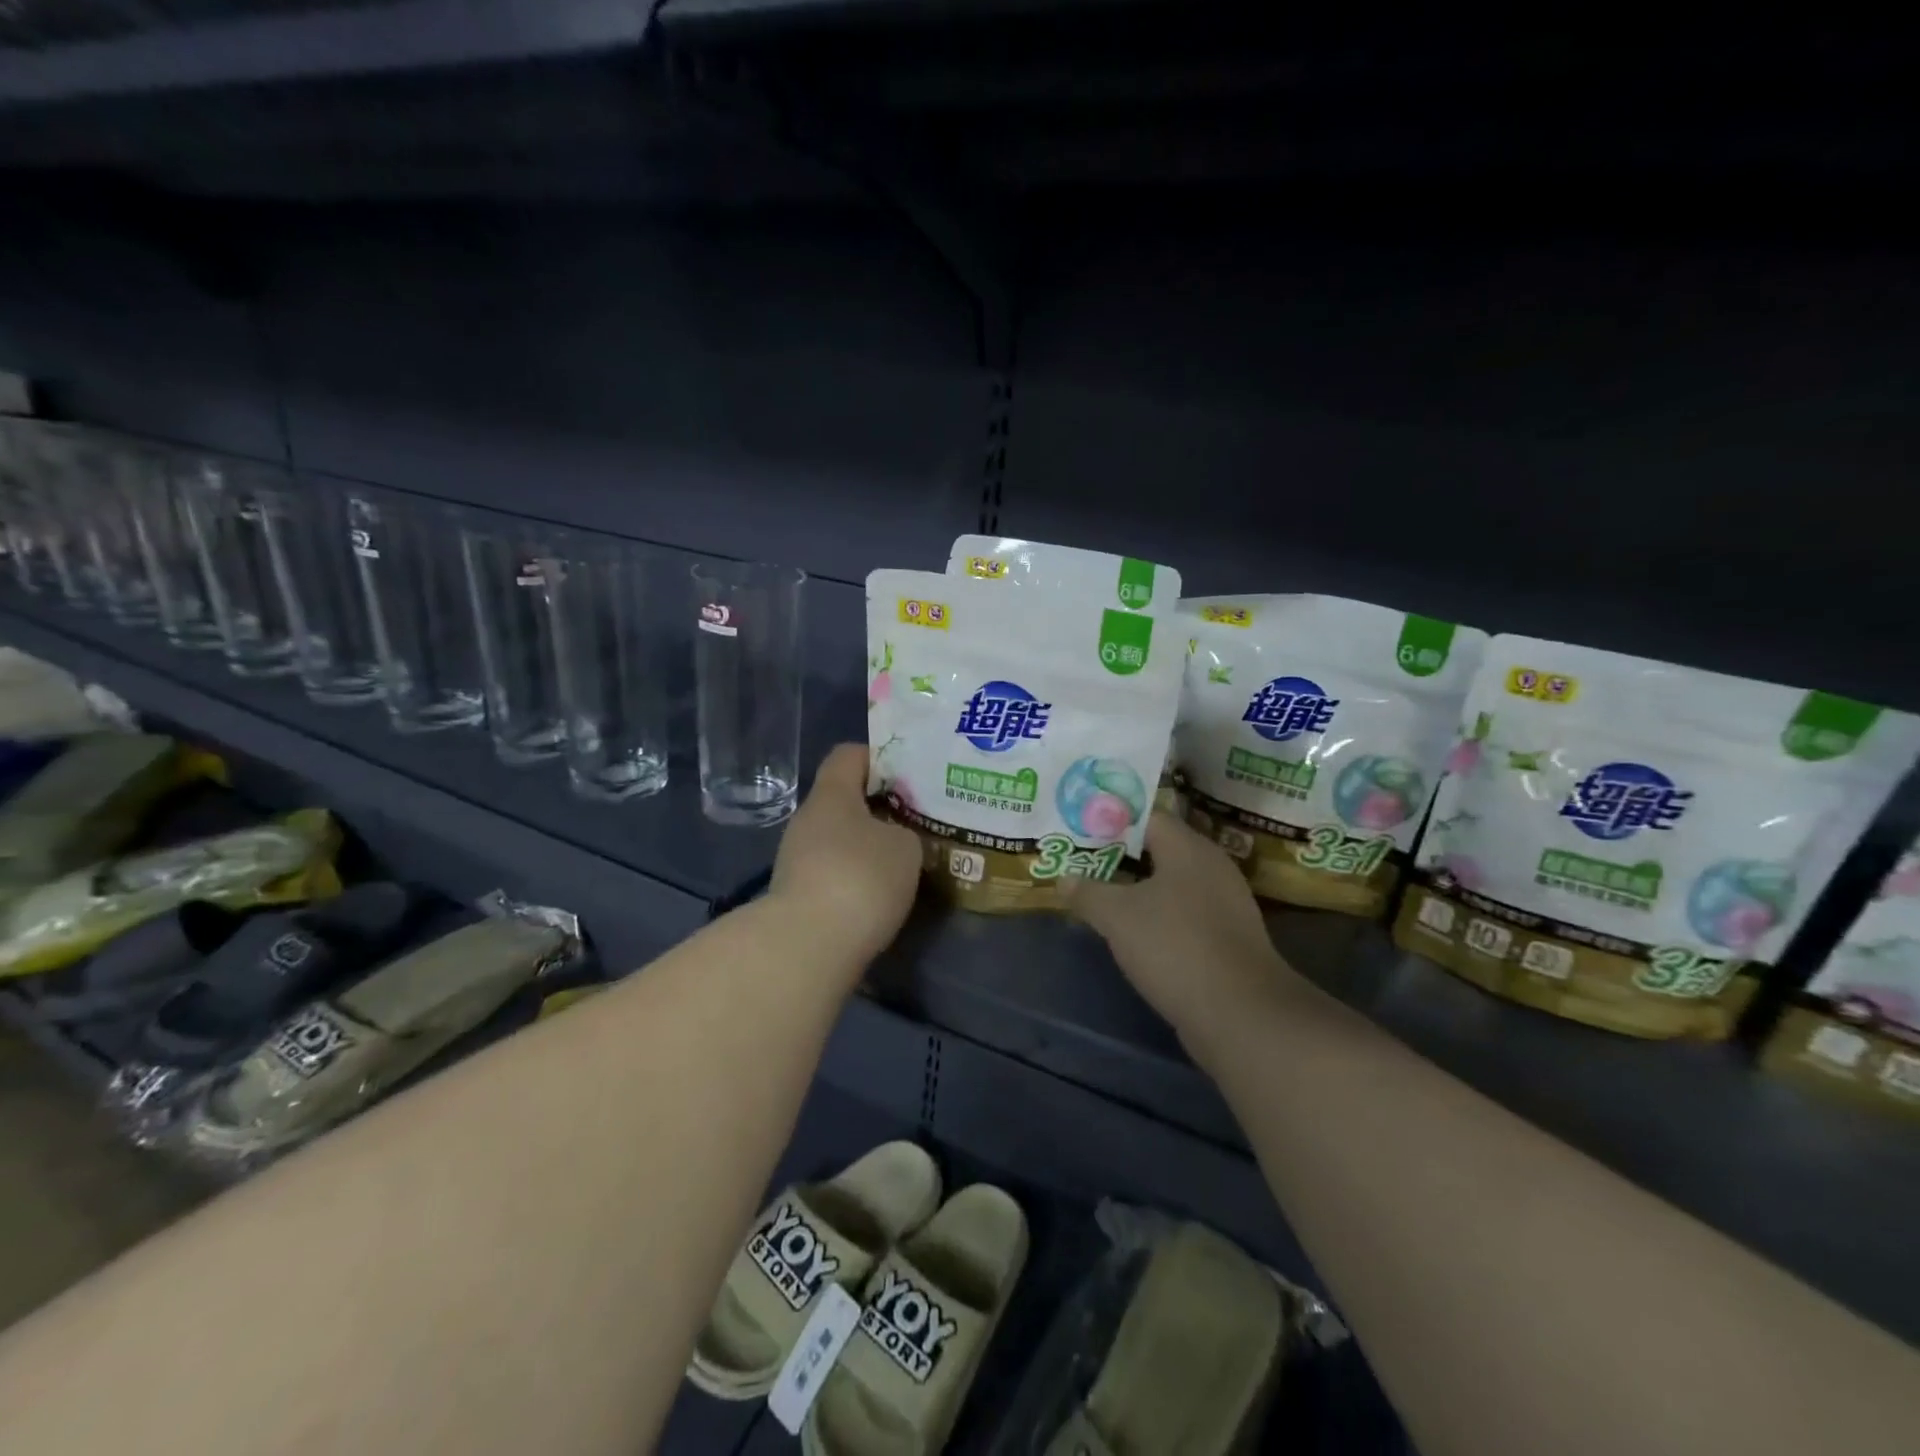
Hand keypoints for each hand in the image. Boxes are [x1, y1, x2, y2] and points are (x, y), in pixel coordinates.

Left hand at [767, 743, 923, 965]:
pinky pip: (833, 872)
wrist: (808, 946)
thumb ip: (904, 831)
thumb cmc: (861, 878)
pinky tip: (881, 895)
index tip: (910, 776)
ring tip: (904, 862)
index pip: (849, 755)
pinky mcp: (797, 895)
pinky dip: (856, 878)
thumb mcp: (905, 847)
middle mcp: (807, 820)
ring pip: (839, 838)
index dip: (880, 758)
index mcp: (831, 794)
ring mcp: (796, 859)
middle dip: (880, 808)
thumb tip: (894, 837)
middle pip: (844, 799)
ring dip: (868, 846)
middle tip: (917, 822)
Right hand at [1060, 811, 1296, 1051]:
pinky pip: (1186, 914)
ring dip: (1140, 889)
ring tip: (1102, 896)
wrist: (1240, 1013)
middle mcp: (1212, 867)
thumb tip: (1064, 878)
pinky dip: (1160, 916)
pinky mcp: (1229, 938)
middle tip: (1084, 862)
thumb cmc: (1175, 946)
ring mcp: (1225, 904)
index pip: (1147, 817)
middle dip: (1121, 856)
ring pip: (1173, 884)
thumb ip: (1088, 893)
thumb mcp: (1117, 917)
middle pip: (1160, 849)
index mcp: (1188, 848)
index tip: (1081, 830)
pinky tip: (1135, 932)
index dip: (1112, 820)